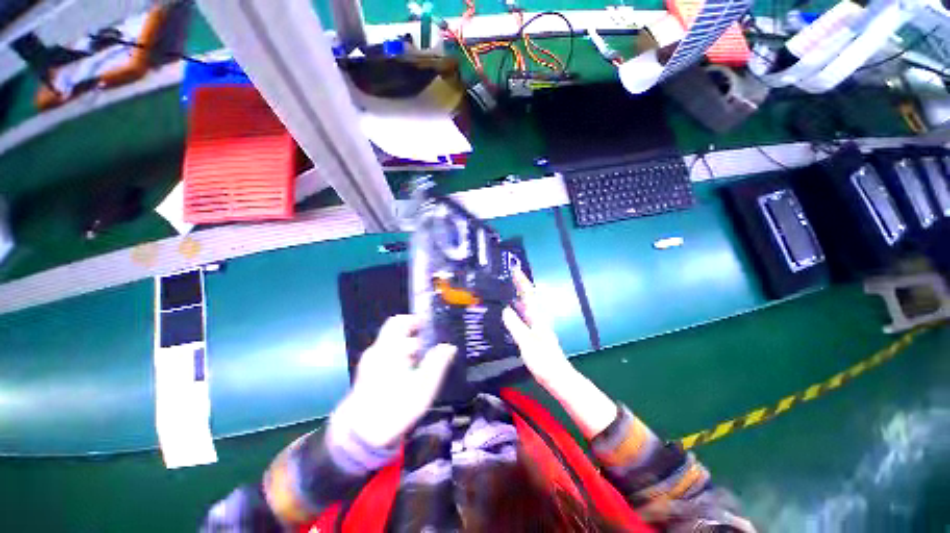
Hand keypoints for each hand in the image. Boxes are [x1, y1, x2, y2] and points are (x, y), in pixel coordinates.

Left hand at [335, 315, 456, 447]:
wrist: (360, 436)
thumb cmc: (394, 408)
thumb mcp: (422, 388)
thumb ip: (437, 364)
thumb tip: (449, 346)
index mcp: (389, 348)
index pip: (399, 322)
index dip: (416, 320)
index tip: (432, 326)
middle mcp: (378, 350)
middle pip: (398, 333)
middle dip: (417, 336)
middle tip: (434, 345)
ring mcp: (371, 362)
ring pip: (394, 345)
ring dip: (411, 349)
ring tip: (428, 361)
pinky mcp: (369, 374)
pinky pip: (389, 357)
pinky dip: (403, 358)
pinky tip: (414, 372)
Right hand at [503, 269, 616, 437]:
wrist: (557, 377)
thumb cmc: (543, 361)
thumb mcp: (526, 342)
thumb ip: (516, 325)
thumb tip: (505, 309)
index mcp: (537, 317)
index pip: (529, 295)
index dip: (522, 282)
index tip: (515, 270)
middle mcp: (538, 318)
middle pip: (529, 297)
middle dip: (521, 285)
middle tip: (509, 276)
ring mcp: (537, 326)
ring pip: (528, 305)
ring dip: (519, 295)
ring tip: (508, 288)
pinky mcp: (535, 334)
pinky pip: (525, 315)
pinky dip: (519, 308)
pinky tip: (512, 310)